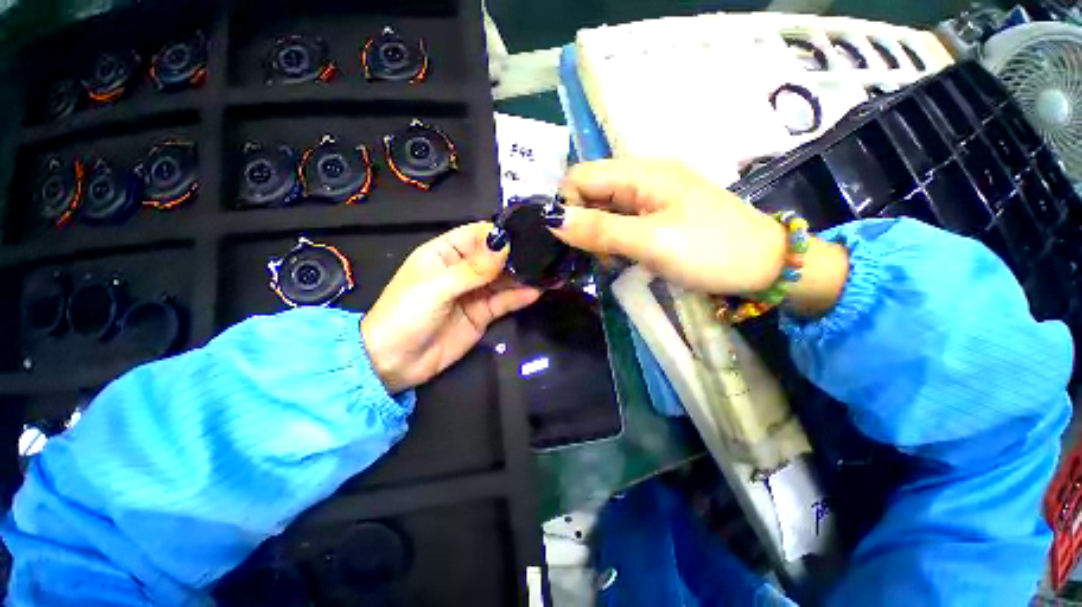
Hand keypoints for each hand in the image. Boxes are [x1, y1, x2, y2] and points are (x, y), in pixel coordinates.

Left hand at [361, 222, 541, 392]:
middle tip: (546, 254)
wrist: (394, 363)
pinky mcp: (483, 314)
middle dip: (518, 256)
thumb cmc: (405, 315)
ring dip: (524, 276)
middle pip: (495, 257)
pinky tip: (537, 291)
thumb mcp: (437, 288)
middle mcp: (463, 270)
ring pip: (504, 280)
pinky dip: (520, 297)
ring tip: (549, 272)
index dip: (500, 234)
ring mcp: (474, 293)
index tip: (528, 235)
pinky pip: (504, 302)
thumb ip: (473, 269)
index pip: (477, 235)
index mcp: (445, 253)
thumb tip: (504, 245)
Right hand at [553, 159, 787, 294]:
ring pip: (604, 208)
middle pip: (591, 191)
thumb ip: (600, 230)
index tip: (572, 241)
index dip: (567, 205)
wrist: (765, 266)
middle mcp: (643, 176)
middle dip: (583, 224)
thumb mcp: (651, 242)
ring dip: (598, 235)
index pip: (581, 175)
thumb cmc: (711, 251)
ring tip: (612, 260)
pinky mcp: (659, 213)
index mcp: (641, 172)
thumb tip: (553, 221)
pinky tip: (624, 257)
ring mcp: (652, 195)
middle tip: (597, 255)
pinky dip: (614, 239)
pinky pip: (622, 220)